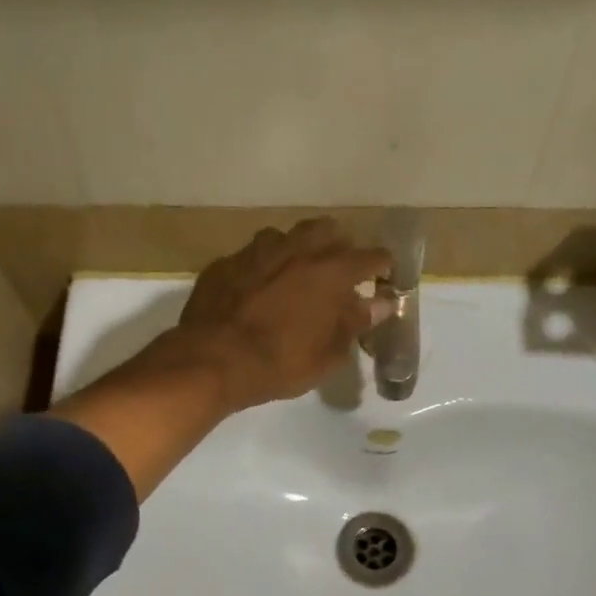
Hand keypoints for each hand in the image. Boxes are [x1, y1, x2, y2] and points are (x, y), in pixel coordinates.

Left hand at [171, 218, 391, 410]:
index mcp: (330, 271)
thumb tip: (379, 304)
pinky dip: (263, 268)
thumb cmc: (278, 364)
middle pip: (329, 231)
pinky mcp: (227, 262)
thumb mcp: (326, 356)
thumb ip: (354, 324)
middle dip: (339, 248)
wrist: (211, 360)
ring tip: (295, 276)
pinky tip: (256, 289)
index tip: (384, 278)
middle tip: (338, 275)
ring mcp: (257, 250)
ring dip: (298, 251)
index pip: (372, 257)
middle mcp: (297, 248)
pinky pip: (253, 256)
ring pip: (288, 237)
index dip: (382, 267)